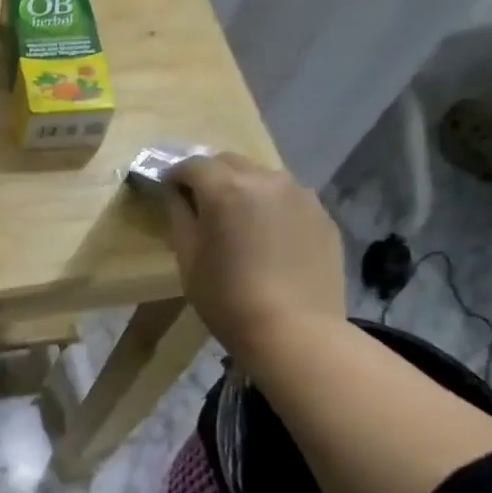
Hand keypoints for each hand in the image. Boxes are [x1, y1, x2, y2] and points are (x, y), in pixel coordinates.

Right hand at [163, 152, 345, 362]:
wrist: (294, 330)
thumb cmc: (226, 297)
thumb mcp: (188, 257)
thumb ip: (179, 215)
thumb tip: (177, 194)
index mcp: (226, 188)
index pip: (192, 165)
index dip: (175, 176)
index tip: (168, 192)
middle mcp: (266, 180)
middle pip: (229, 162)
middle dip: (210, 176)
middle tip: (200, 204)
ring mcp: (301, 195)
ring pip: (262, 177)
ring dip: (243, 188)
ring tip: (238, 220)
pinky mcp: (322, 215)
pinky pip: (288, 198)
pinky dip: (271, 206)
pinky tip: (267, 238)